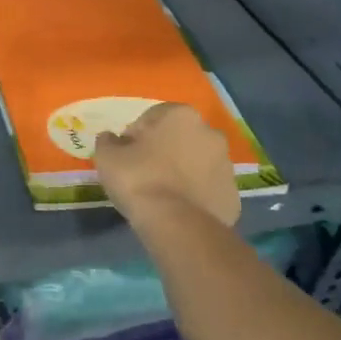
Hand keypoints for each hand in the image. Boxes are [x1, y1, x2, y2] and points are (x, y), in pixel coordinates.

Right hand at [93, 103, 240, 227]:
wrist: (177, 224)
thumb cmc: (139, 179)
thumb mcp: (107, 156)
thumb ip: (108, 141)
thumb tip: (112, 139)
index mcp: (180, 115)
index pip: (151, 118)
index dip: (135, 136)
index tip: (126, 156)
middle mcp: (209, 133)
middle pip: (179, 138)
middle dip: (164, 150)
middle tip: (143, 173)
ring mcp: (226, 164)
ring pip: (196, 162)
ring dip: (182, 171)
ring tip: (162, 194)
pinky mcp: (233, 194)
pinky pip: (207, 188)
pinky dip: (195, 194)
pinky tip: (178, 208)